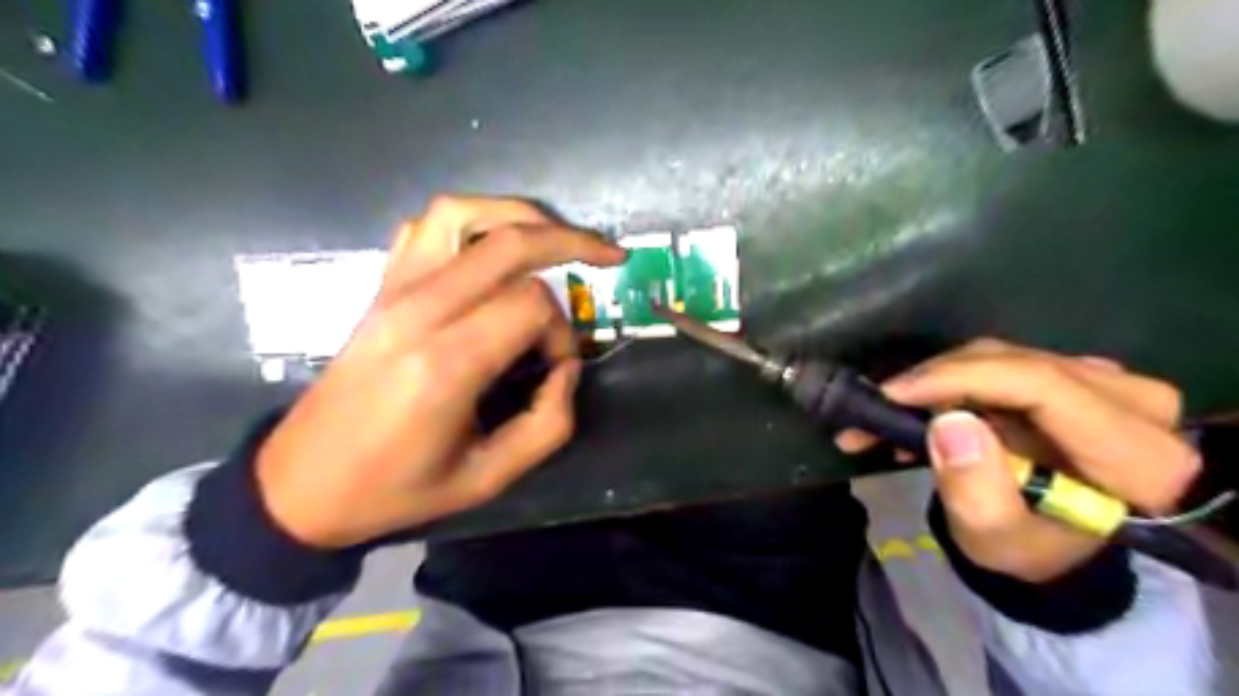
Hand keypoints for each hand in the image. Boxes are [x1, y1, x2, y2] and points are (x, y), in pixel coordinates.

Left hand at [257, 196, 630, 548]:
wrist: (302, 483)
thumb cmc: (397, 488)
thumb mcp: (488, 478)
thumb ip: (548, 424)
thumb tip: (566, 368)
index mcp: (446, 363)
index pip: (531, 304)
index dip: (564, 331)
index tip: (558, 366)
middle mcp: (419, 310)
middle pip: (510, 242)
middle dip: (571, 242)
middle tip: (608, 257)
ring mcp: (393, 290)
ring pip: (463, 213)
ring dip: (520, 215)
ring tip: (555, 236)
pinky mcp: (380, 287)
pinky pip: (425, 227)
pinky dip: (470, 221)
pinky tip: (491, 248)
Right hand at [831, 336, 1201, 581]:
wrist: (1055, 544)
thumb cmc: (1028, 549)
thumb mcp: (996, 539)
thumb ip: (975, 490)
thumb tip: (948, 422)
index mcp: (1137, 456)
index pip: (1042, 385)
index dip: (960, 379)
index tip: (893, 394)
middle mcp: (1133, 403)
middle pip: (1014, 364)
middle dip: (935, 381)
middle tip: (876, 407)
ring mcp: (1105, 382)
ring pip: (999, 357)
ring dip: (934, 382)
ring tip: (884, 414)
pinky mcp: (1072, 374)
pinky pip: (999, 362)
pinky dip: (949, 382)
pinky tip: (913, 408)